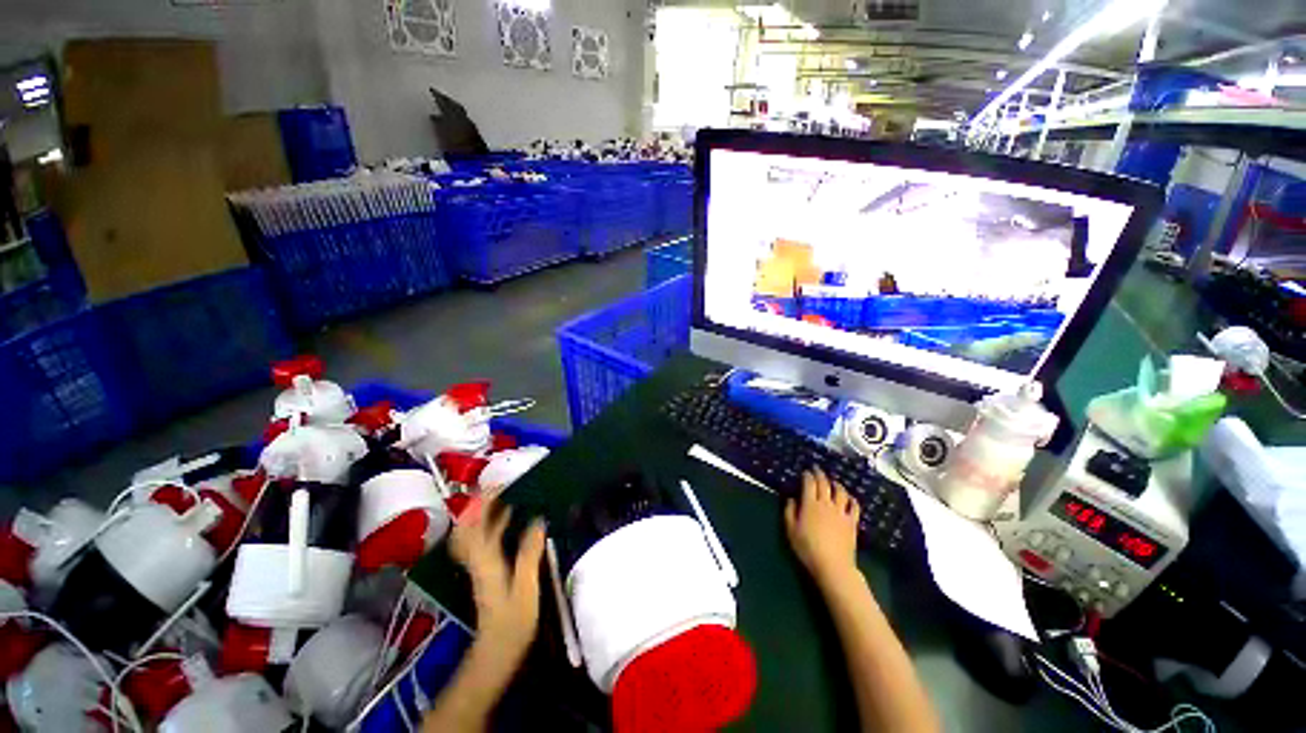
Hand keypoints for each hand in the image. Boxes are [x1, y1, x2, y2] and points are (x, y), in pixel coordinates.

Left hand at [448, 497, 546, 665]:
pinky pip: (483, 540)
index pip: (474, 525)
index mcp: (485, 561)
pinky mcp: (485, 570)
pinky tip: (510, 520)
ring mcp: (479, 565)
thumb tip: (538, 519)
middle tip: (503, 486)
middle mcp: (477, 559)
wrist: (496, 652)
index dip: (482, 503)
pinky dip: (491, 525)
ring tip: (508, 495)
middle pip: (469, 526)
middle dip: (481, 503)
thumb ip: (529, 553)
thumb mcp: (526, 587)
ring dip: (485, 512)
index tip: (498, 484)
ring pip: (474, 532)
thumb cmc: (513, 622)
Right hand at [784, 467, 860, 587]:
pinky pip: (854, 506)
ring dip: (836, 484)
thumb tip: (792, 498)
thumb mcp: (790, 530)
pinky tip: (849, 498)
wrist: (833, 566)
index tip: (805, 471)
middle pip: (824, 484)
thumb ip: (789, 511)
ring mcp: (841, 512)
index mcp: (810, 504)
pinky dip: (851, 499)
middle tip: (817, 469)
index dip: (807, 475)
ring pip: (840, 491)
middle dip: (820, 474)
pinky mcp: (852, 522)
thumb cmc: (807, 548)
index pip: (809, 483)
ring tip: (833, 481)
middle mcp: (826, 504)